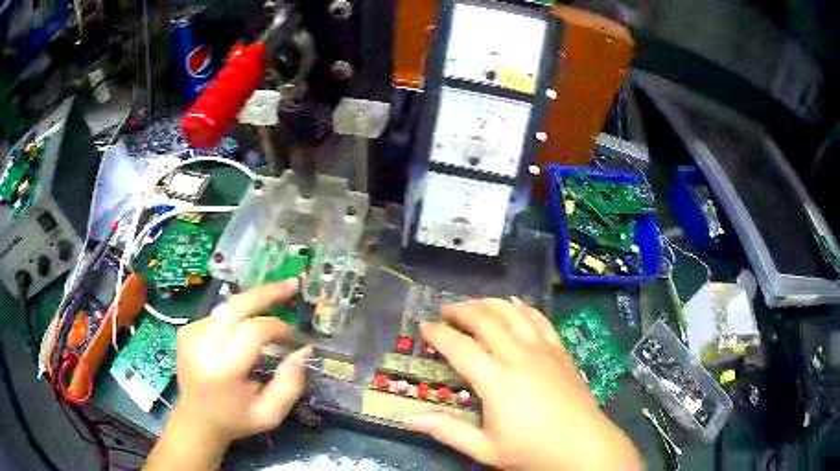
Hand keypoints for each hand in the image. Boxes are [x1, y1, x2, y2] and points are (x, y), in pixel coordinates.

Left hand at [171, 280, 310, 446]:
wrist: (196, 420)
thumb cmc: (235, 420)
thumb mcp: (270, 413)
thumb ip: (290, 383)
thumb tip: (304, 349)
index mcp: (223, 368)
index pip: (253, 330)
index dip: (278, 327)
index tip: (294, 336)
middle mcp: (202, 344)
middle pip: (237, 305)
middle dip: (267, 293)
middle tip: (291, 285)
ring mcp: (190, 333)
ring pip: (228, 306)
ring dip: (252, 303)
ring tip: (274, 298)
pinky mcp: (186, 330)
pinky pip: (218, 314)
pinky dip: (236, 315)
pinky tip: (245, 325)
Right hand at [404, 299, 640, 470]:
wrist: (582, 446)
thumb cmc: (531, 450)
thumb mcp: (485, 448)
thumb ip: (447, 431)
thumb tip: (409, 418)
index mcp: (496, 380)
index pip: (459, 347)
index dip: (438, 333)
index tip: (423, 325)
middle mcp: (519, 356)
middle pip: (485, 320)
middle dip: (462, 310)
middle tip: (445, 310)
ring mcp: (543, 349)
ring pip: (513, 313)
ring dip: (490, 303)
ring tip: (474, 303)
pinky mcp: (560, 350)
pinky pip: (540, 319)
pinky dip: (524, 308)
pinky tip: (515, 305)